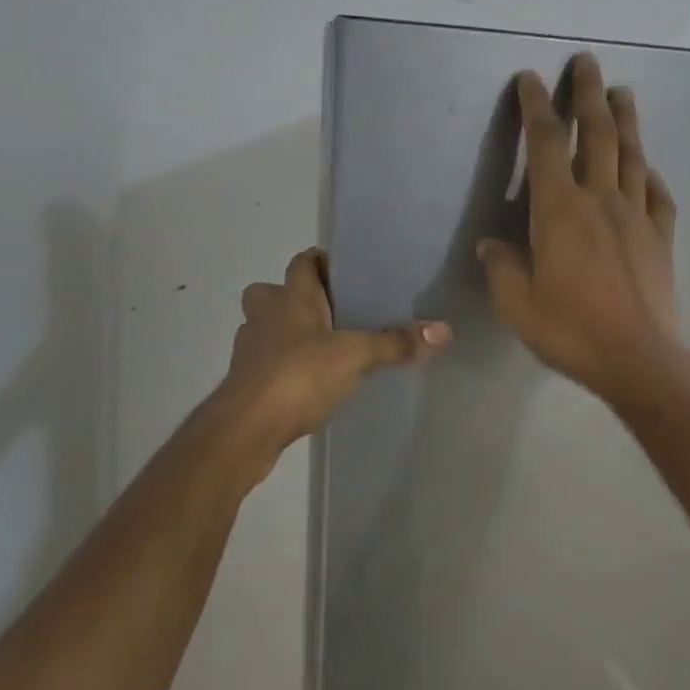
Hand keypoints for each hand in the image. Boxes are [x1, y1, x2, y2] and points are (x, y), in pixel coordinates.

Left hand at [218, 248, 450, 447]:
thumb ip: (397, 343)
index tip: (348, 272)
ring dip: (286, 332)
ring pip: (265, 327)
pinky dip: (282, 365)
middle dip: (295, 297)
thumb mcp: (357, 356)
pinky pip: (265, 361)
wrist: (246, 429)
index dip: (323, 261)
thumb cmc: (299, 375)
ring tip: (322, 348)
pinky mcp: (244, 381)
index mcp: (291, 296)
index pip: (303, 261)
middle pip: (273, 291)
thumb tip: (444, 330)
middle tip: (331, 312)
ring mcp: (249, 348)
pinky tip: (307, 382)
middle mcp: (265, 314)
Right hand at [477, 52, 680, 402]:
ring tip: (622, 92)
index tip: (532, 78)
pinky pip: (657, 194)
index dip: (537, 107)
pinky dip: (650, 173)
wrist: (638, 359)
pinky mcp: (661, 237)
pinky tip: (648, 166)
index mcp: (559, 211)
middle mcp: (600, 200)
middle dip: (589, 94)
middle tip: (587, 61)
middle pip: (597, 134)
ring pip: (632, 155)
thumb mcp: (517, 304)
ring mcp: (637, 216)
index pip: (546, 145)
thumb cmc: (571, 330)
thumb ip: (501, 268)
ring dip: (626, 120)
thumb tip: (491, 246)